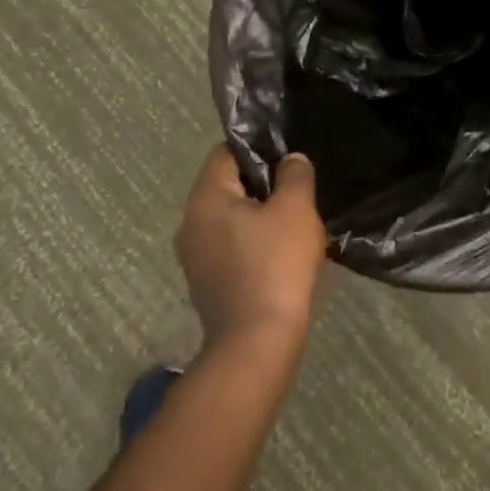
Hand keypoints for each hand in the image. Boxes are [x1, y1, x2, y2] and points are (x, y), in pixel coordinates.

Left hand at [176, 146, 326, 353]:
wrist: (258, 344)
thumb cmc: (276, 264)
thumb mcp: (296, 207)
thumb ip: (295, 173)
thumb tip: (290, 161)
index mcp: (205, 198)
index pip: (226, 152)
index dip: (258, 146)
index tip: (289, 153)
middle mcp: (190, 224)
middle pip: (229, 185)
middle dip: (264, 183)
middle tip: (299, 185)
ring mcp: (195, 258)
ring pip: (232, 217)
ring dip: (262, 214)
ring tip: (297, 218)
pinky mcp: (208, 284)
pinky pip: (233, 246)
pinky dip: (256, 242)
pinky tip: (284, 251)